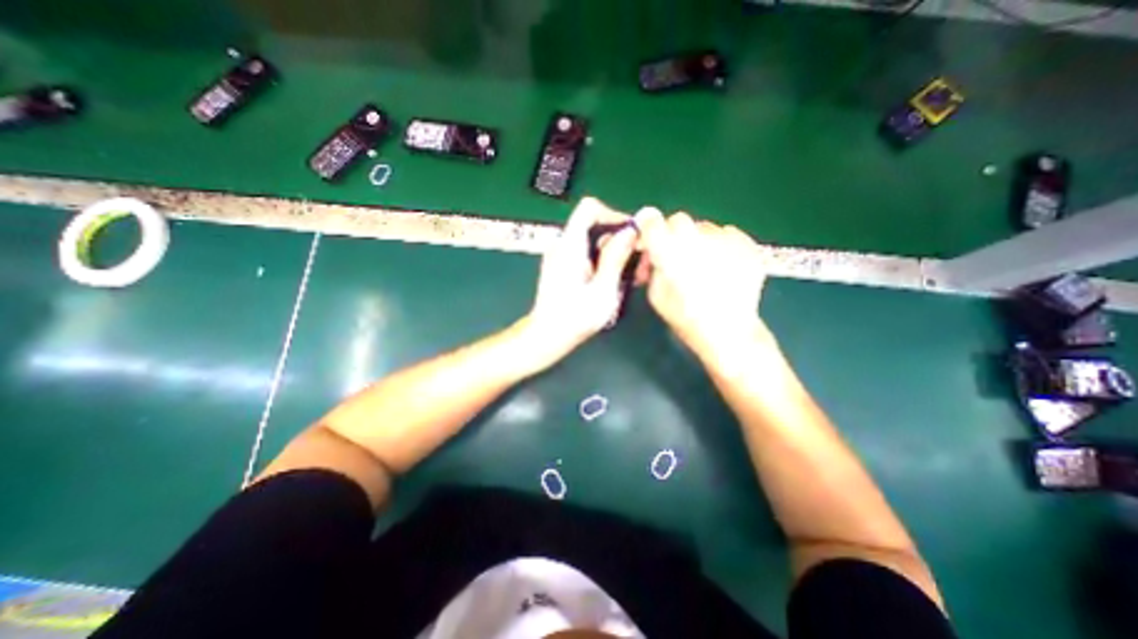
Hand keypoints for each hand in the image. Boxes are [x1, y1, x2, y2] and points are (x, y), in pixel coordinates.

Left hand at [525, 195, 639, 364]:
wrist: (547, 336)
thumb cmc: (575, 318)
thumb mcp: (603, 290)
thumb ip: (616, 258)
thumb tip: (631, 230)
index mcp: (570, 246)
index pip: (589, 208)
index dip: (613, 214)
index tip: (631, 234)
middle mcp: (563, 245)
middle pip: (594, 226)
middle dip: (619, 239)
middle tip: (638, 261)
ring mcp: (561, 256)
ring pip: (593, 242)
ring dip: (613, 253)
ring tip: (631, 275)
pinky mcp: (563, 267)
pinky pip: (586, 254)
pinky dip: (603, 261)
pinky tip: (614, 281)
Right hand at [631, 208, 772, 361]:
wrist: (729, 331)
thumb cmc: (686, 317)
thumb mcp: (655, 295)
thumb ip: (652, 267)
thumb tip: (654, 253)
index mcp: (669, 252)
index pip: (652, 221)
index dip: (648, 227)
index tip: (650, 240)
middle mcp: (697, 238)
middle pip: (678, 220)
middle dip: (673, 235)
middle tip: (676, 256)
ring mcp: (725, 239)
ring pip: (704, 227)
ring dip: (698, 241)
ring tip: (704, 265)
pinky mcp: (747, 243)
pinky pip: (726, 234)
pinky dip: (720, 245)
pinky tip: (722, 266)